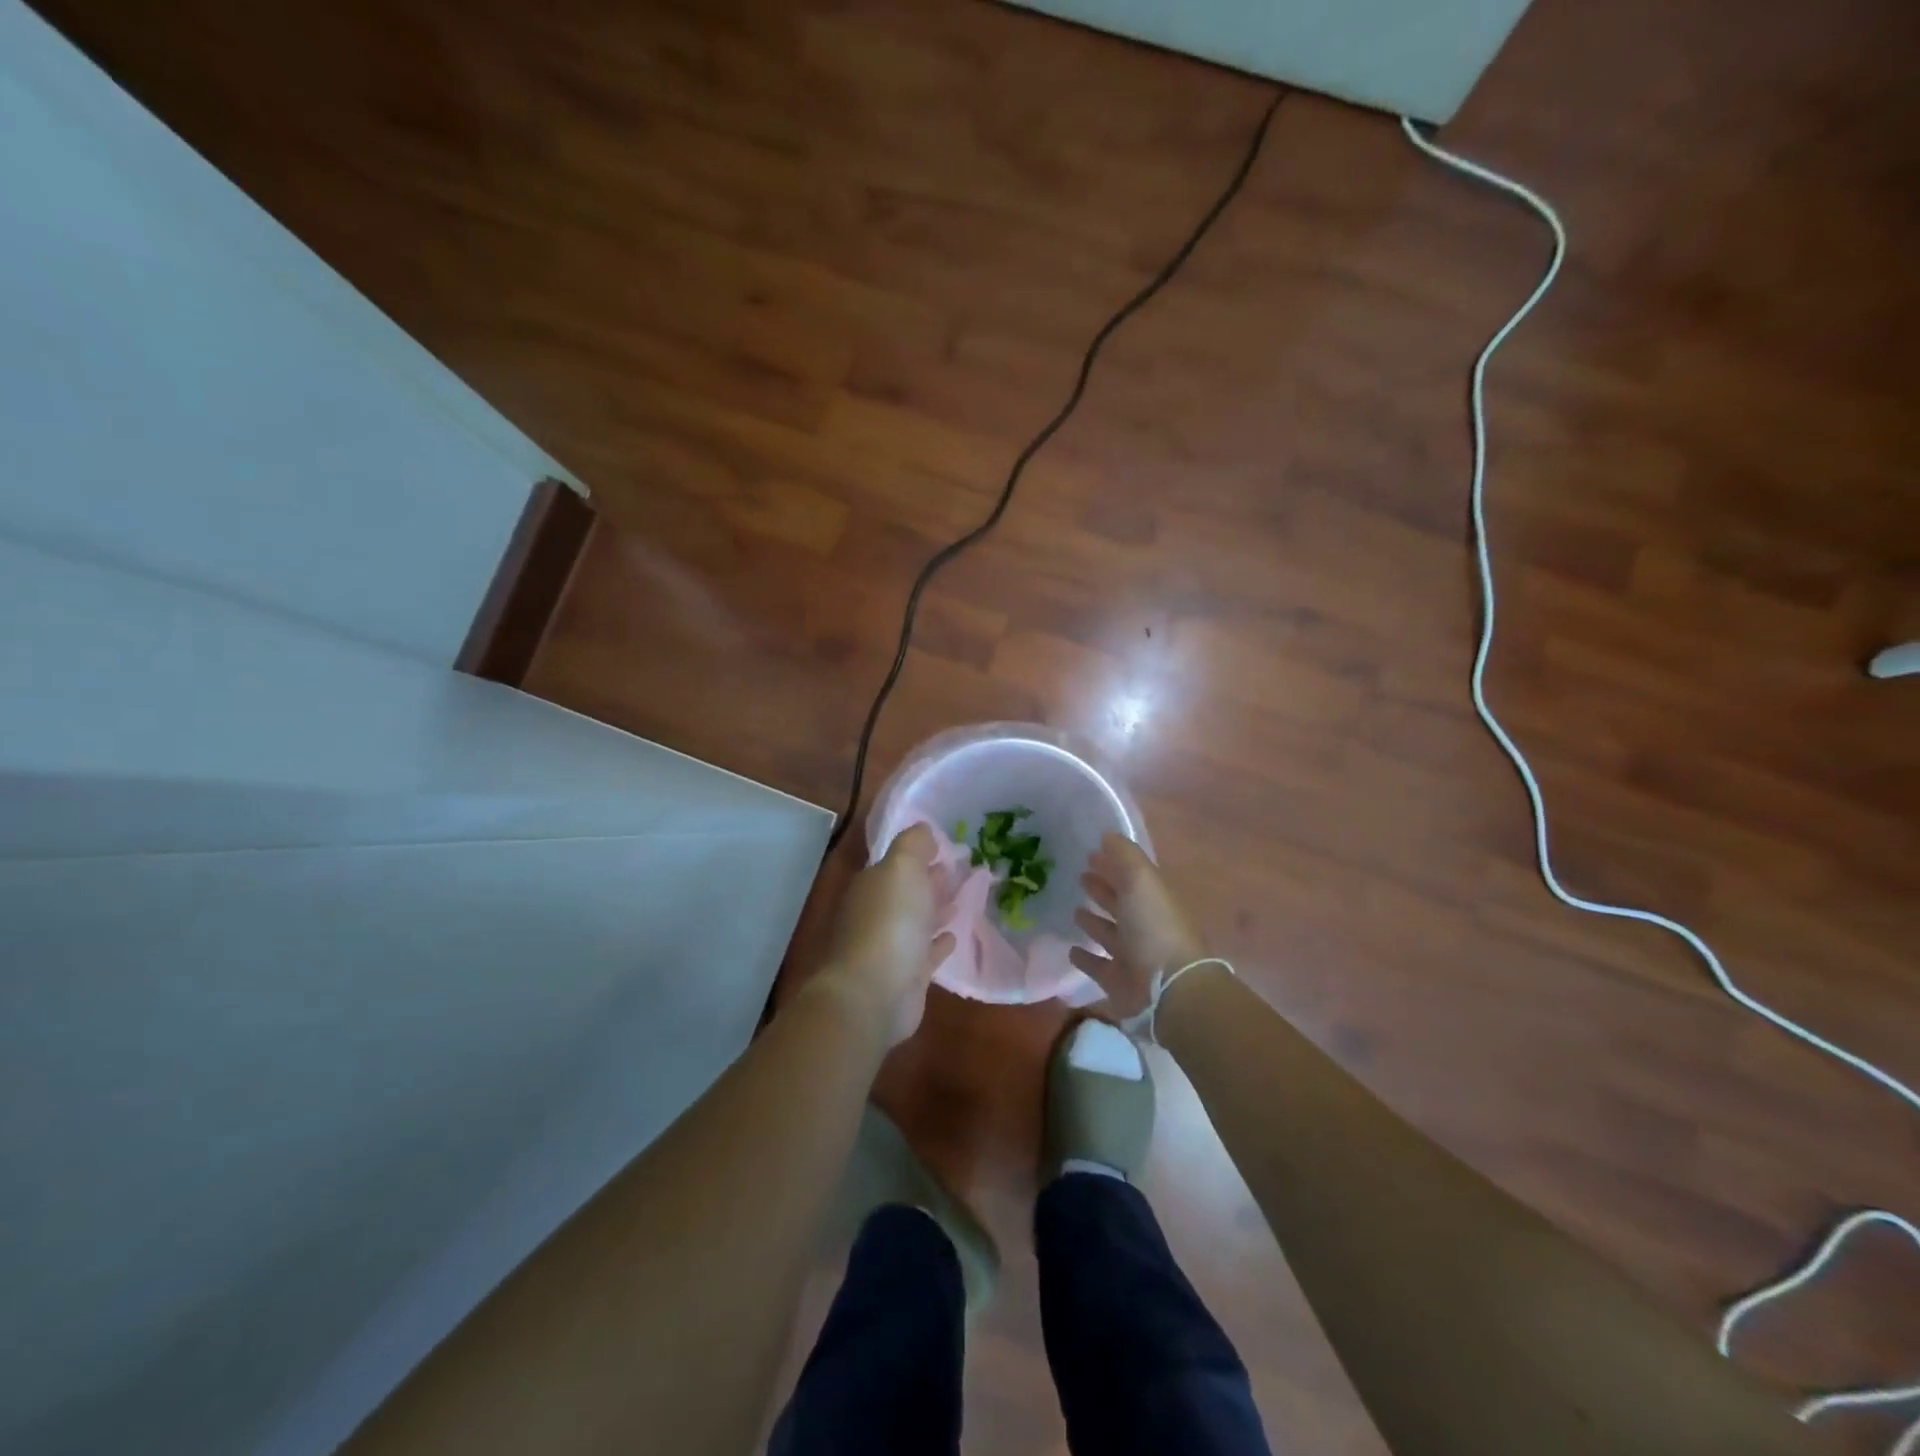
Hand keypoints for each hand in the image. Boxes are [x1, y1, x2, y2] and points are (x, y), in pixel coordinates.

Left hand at [818, 824, 954, 1047]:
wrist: (874, 992)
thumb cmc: (890, 922)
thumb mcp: (903, 869)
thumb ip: (913, 845)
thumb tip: (923, 829)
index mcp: (872, 885)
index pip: (898, 863)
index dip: (921, 854)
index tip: (949, 848)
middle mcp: (876, 914)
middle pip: (907, 892)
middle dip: (930, 881)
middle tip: (961, 872)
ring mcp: (888, 948)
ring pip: (916, 922)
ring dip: (936, 910)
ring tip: (962, 899)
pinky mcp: (905, 978)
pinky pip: (925, 954)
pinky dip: (938, 943)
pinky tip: (953, 937)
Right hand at [1070, 833, 1207, 1018]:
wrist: (1169, 989)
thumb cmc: (1154, 928)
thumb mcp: (1141, 881)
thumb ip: (1124, 856)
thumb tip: (1107, 836)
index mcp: (1152, 900)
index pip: (1130, 877)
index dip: (1112, 864)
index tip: (1090, 853)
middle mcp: (1143, 926)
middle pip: (1120, 903)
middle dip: (1103, 889)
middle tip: (1080, 876)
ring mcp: (1131, 956)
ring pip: (1108, 934)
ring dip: (1093, 921)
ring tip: (1075, 910)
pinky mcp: (1117, 981)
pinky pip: (1097, 966)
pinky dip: (1085, 958)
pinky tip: (1071, 949)